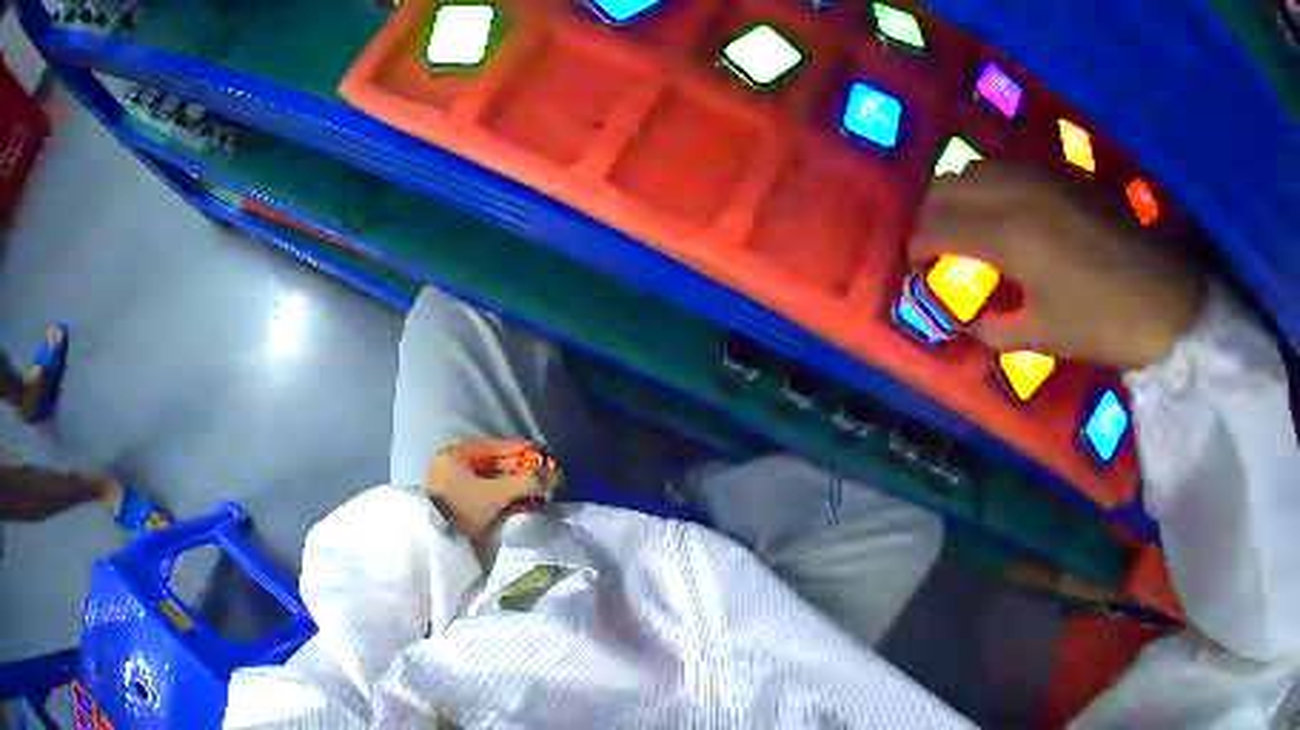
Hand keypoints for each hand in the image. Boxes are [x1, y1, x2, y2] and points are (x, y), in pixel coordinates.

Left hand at [424, 438, 557, 546]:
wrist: (436, 543)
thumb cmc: (462, 510)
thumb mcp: (496, 494)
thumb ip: (526, 482)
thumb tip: (555, 475)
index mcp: (456, 453)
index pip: (496, 445)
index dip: (523, 450)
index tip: (546, 454)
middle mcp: (453, 463)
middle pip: (494, 463)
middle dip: (522, 471)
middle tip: (545, 478)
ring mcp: (453, 483)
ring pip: (491, 479)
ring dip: (514, 485)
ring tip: (537, 492)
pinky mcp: (457, 501)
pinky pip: (485, 492)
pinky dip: (503, 495)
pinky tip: (521, 502)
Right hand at [909, 163, 1205, 370]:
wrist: (1163, 297)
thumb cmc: (1102, 322)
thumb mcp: (1045, 336)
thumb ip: (996, 328)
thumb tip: (967, 324)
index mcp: (1007, 234)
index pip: (939, 226)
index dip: (919, 245)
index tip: (914, 265)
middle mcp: (1015, 192)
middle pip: (950, 185)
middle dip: (932, 213)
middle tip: (934, 244)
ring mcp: (1040, 176)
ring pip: (978, 168)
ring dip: (959, 192)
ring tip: (964, 223)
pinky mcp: (1061, 175)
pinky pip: (1008, 167)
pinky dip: (990, 184)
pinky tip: (1001, 209)